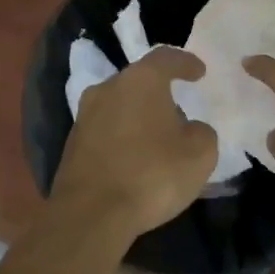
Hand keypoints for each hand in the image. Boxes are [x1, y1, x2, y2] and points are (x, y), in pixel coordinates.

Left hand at [52, 47, 218, 241]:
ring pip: (119, 104)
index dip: (186, 63)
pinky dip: (122, 136)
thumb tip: (190, 128)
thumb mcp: (200, 154)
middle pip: (139, 80)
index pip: (166, 58)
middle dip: (160, 92)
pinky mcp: (72, 144)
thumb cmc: (152, 175)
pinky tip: (134, 157)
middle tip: (179, 108)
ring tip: (157, 136)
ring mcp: (85, 116)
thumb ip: (202, 132)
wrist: (90, 215)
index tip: (199, 72)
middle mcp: (108, 89)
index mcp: (141, 81)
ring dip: (138, 115)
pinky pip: (105, 130)